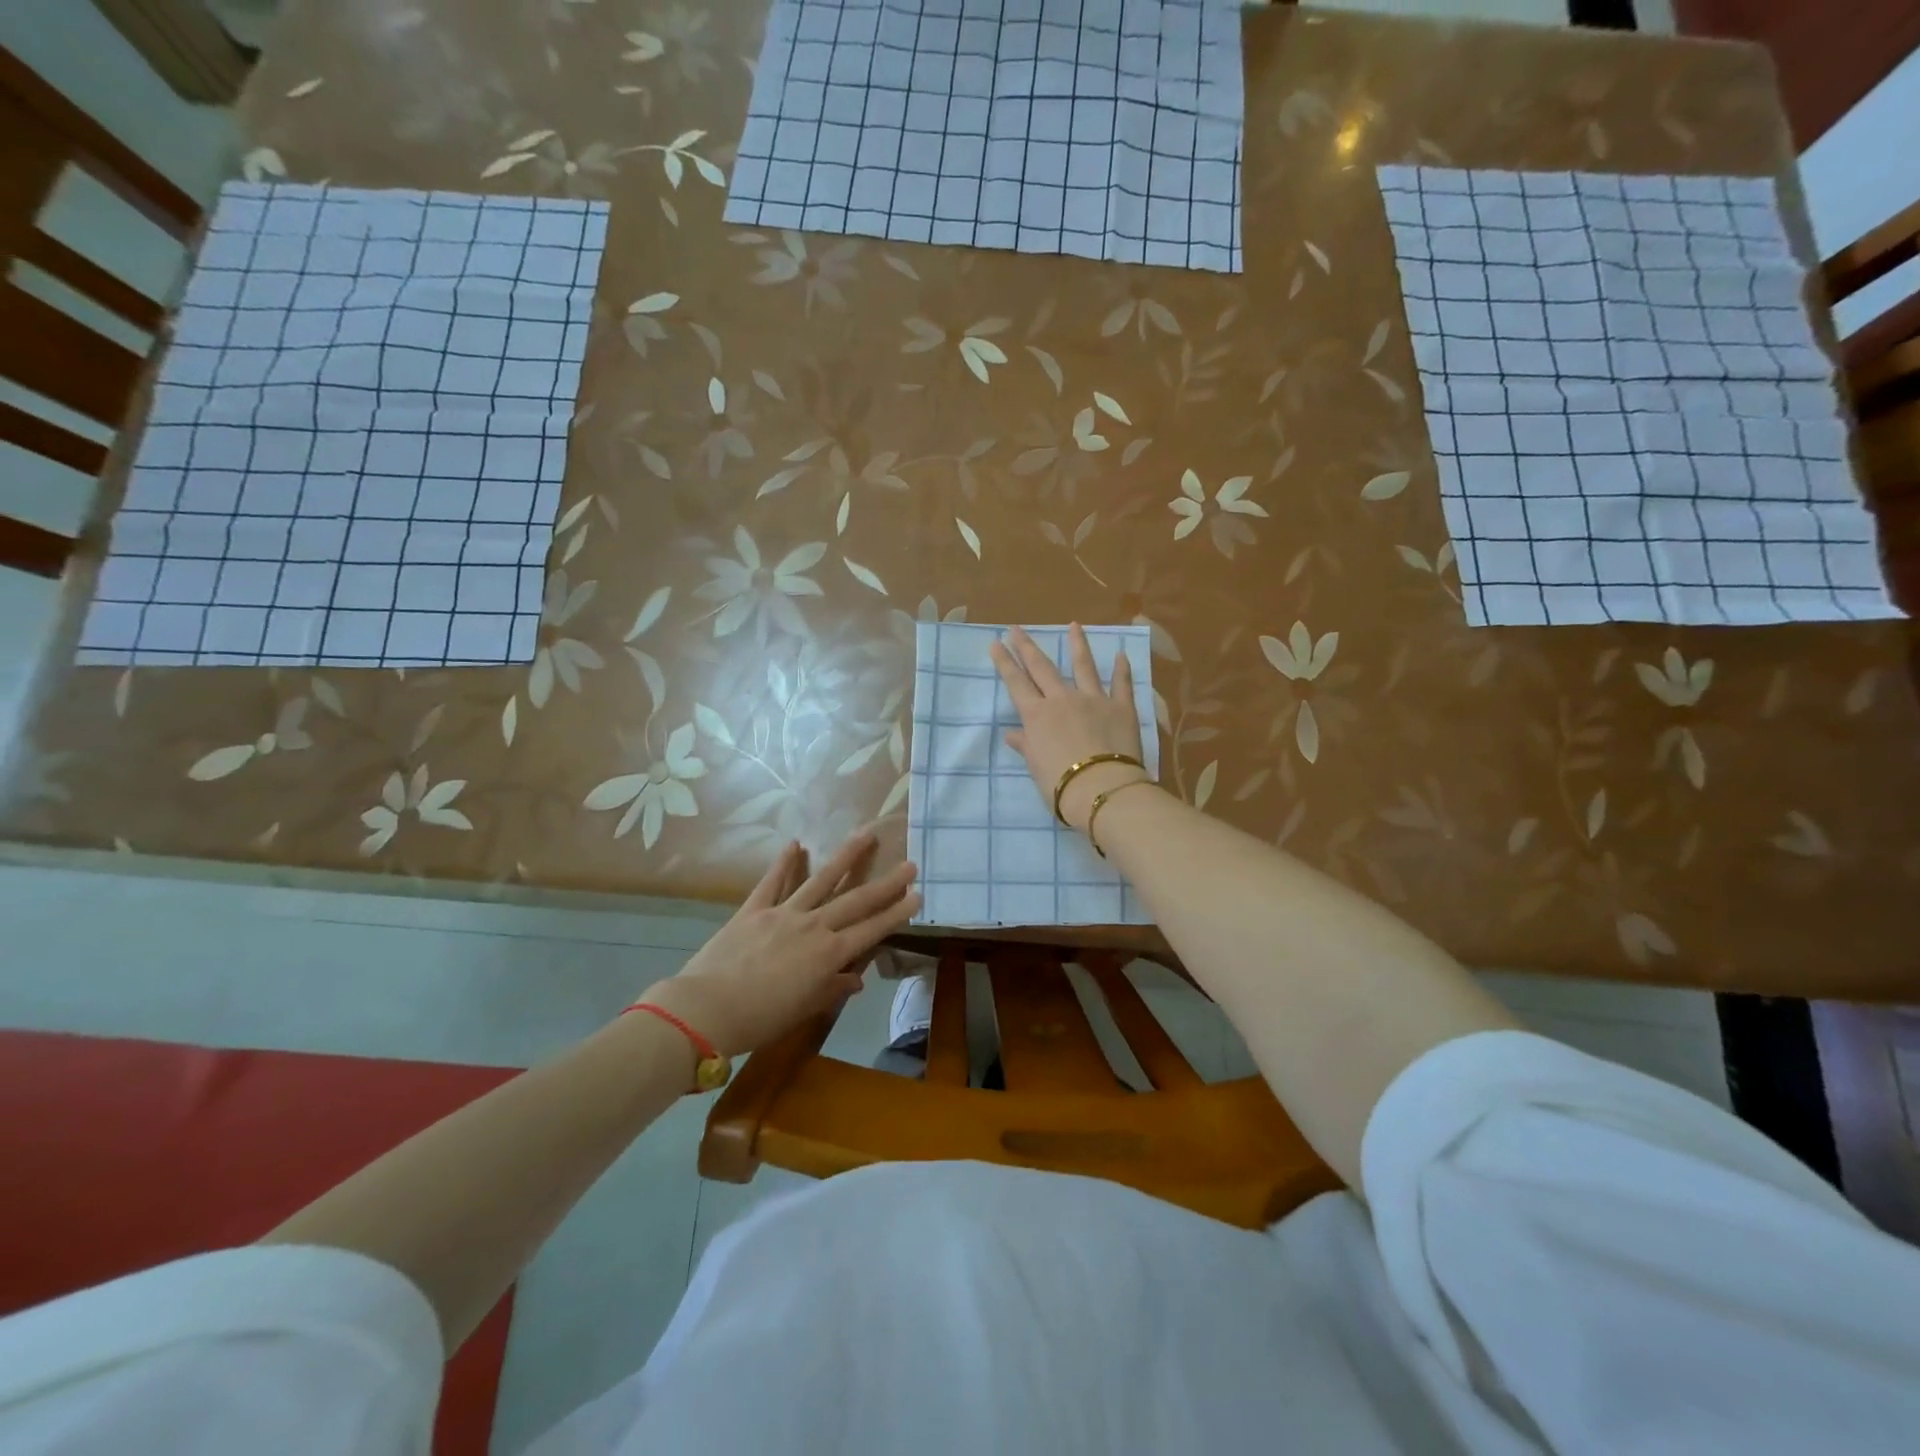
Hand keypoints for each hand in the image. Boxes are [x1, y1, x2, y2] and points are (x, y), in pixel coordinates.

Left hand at [642, 833, 919, 1055]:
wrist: (706, 1009)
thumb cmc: (761, 1019)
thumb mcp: (803, 1009)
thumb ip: (831, 989)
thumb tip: (856, 979)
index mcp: (829, 954)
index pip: (872, 929)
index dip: (896, 912)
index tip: (917, 894)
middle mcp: (813, 926)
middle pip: (856, 900)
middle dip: (885, 882)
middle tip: (909, 863)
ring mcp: (783, 913)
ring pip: (821, 880)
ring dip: (846, 857)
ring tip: (865, 835)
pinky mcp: (754, 909)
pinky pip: (772, 882)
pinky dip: (784, 863)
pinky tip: (795, 843)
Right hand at [990, 624, 1150, 832]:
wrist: (1101, 788)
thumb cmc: (1060, 783)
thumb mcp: (1036, 766)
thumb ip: (1026, 745)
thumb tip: (1012, 734)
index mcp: (1037, 715)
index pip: (1016, 683)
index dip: (1005, 663)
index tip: (996, 643)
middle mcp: (1062, 699)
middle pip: (1042, 668)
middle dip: (1027, 647)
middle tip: (1017, 628)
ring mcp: (1094, 699)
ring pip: (1084, 666)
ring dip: (1078, 644)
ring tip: (1074, 625)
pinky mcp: (1121, 707)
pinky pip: (1121, 684)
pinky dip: (1122, 669)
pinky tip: (1122, 654)